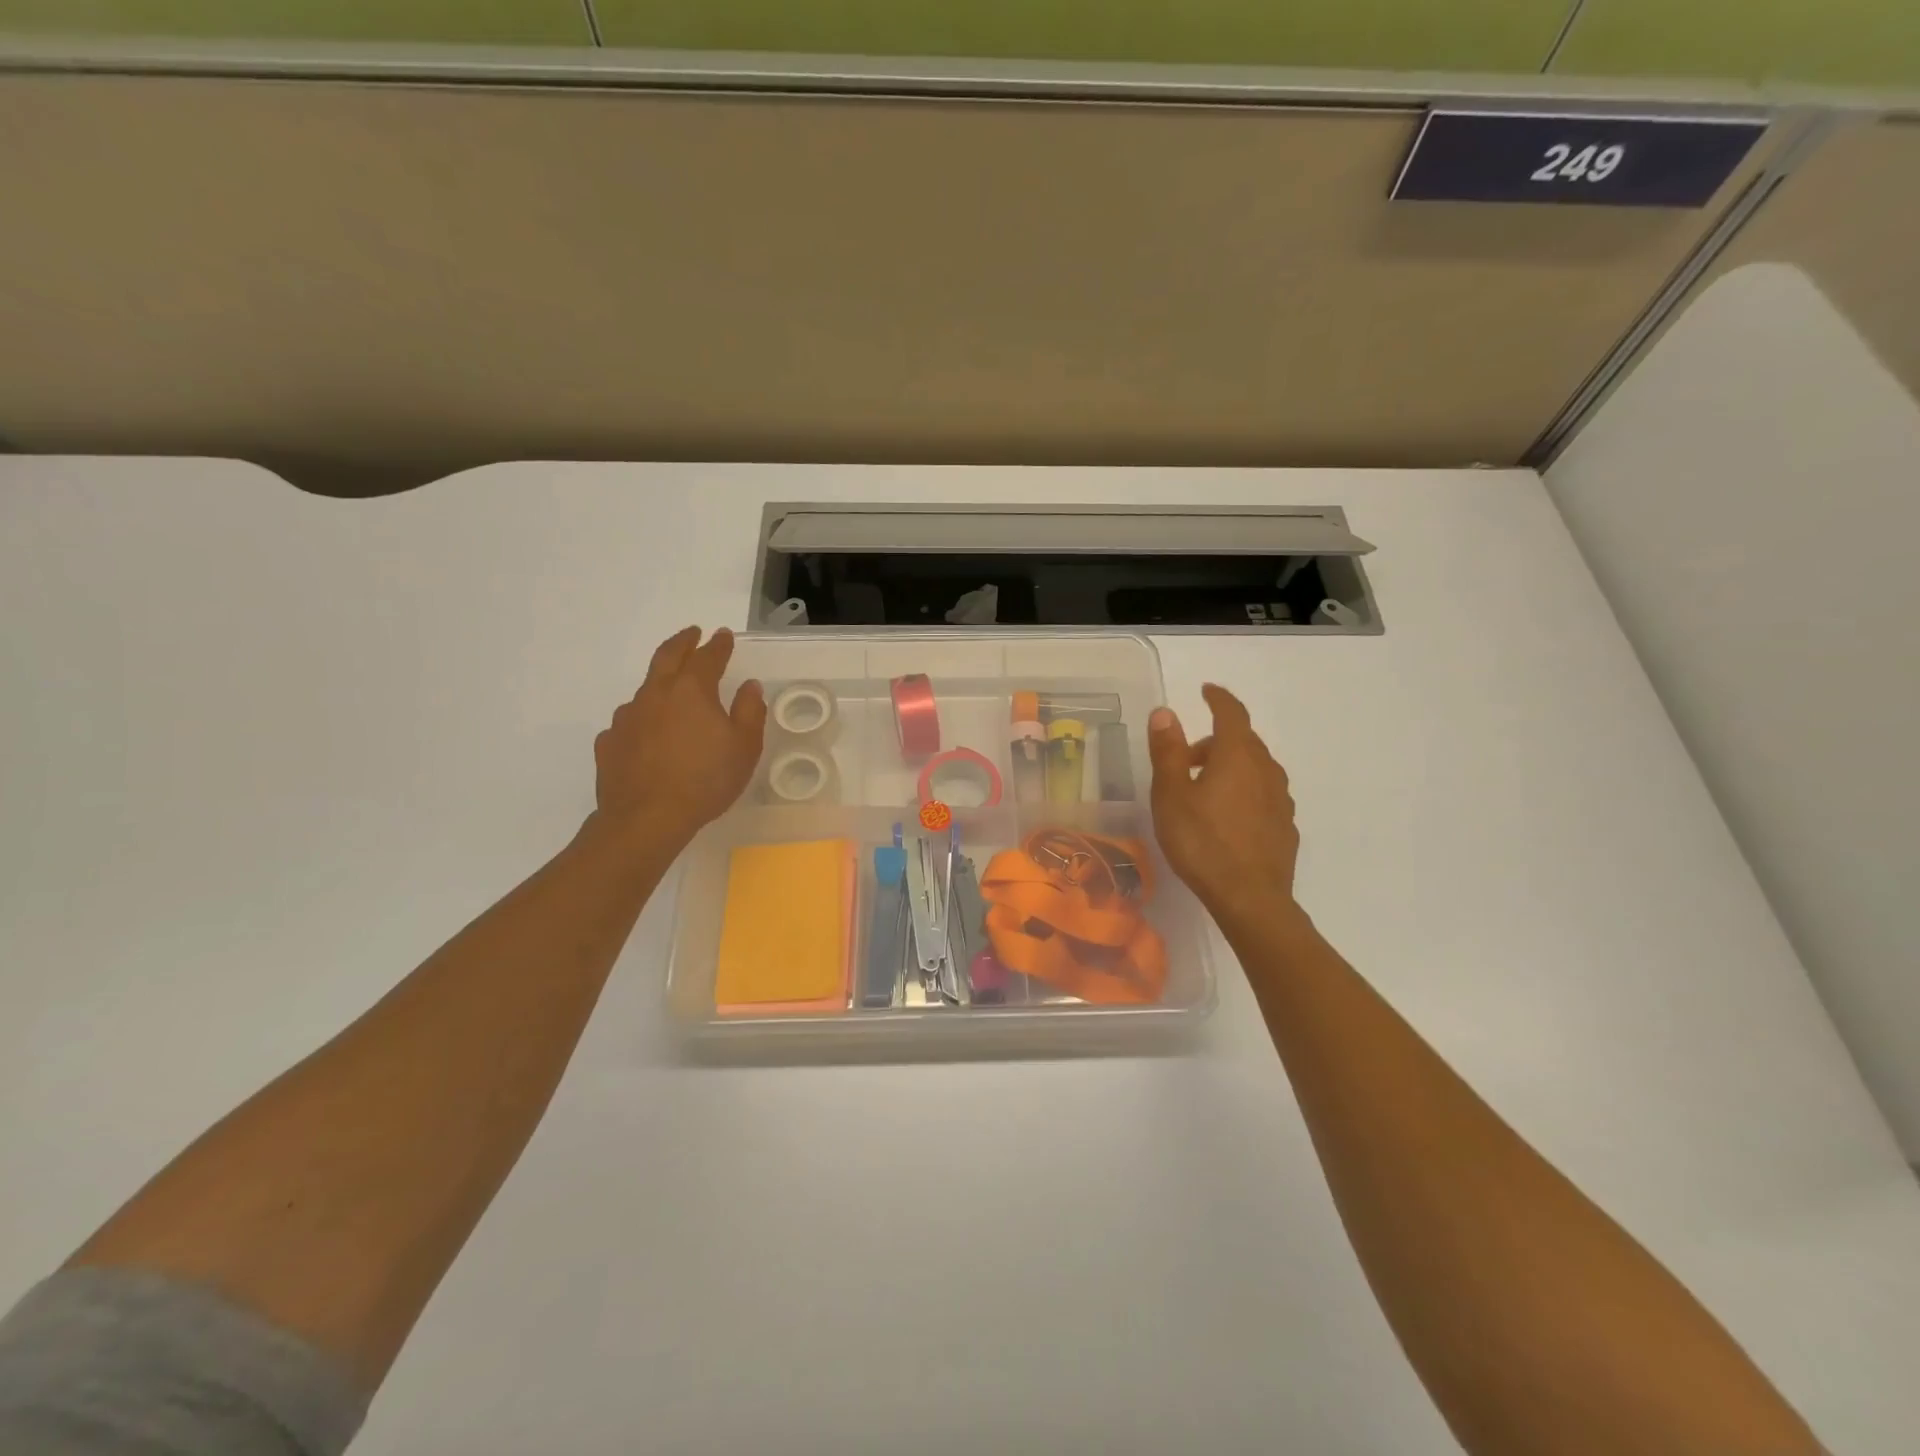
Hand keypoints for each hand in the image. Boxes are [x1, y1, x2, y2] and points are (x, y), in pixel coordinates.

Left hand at [593, 627, 766, 844]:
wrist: (646, 819)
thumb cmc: (705, 780)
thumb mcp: (744, 747)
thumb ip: (749, 711)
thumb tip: (749, 686)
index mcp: (691, 690)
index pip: (707, 657)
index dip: (718, 645)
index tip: (724, 636)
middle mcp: (655, 694)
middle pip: (667, 657)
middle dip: (683, 642)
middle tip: (692, 633)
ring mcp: (626, 717)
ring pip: (645, 690)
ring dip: (661, 683)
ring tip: (671, 692)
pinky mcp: (609, 742)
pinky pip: (629, 723)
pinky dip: (642, 720)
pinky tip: (647, 735)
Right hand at [1147, 684, 1301, 925]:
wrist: (1251, 899)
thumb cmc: (1202, 842)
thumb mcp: (1171, 795)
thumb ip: (1168, 751)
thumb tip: (1166, 712)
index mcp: (1237, 755)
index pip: (1231, 713)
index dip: (1218, 698)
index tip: (1206, 690)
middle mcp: (1266, 769)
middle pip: (1242, 740)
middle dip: (1214, 741)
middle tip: (1184, 759)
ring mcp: (1280, 798)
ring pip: (1254, 767)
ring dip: (1229, 766)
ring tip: (1202, 791)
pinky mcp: (1285, 825)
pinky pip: (1262, 793)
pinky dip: (1243, 790)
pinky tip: (1225, 817)